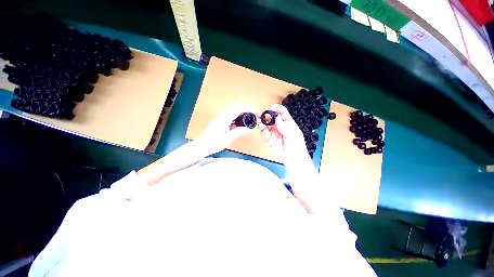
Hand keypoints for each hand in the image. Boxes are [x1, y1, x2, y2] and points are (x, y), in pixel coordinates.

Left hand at [198, 105, 254, 154]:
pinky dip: (236, 121)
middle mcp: (221, 117)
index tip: (253, 112)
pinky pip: (229, 119)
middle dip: (244, 112)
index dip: (246, 109)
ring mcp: (220, 120)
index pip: (237, 110)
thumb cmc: (213, 144)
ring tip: (246, 122)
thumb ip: (238, 132)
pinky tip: (238, 127)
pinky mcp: (219, 123)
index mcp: (223, 120)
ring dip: (240, 116)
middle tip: (251, 116)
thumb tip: (248, 129)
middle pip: (235, 110)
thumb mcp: (227, 139)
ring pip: (232, 114)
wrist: (201, 146)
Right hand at [258, 104, 310, 164]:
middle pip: (271, 117)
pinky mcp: (269, 139)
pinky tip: (265, 132)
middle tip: (260, 114)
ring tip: (262, 125)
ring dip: (262, 123)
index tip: (271, 108)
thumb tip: (276, 118)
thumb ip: (283, 126)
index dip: (276, 108)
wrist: (293, 159)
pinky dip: (263, 131)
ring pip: (266, 124)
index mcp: (288, 123)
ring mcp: (274, 132)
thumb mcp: (292, 134)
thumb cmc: (297, 146)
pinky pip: (264, 133)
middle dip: (265, 114)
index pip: (282, 112)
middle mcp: (280, 126)